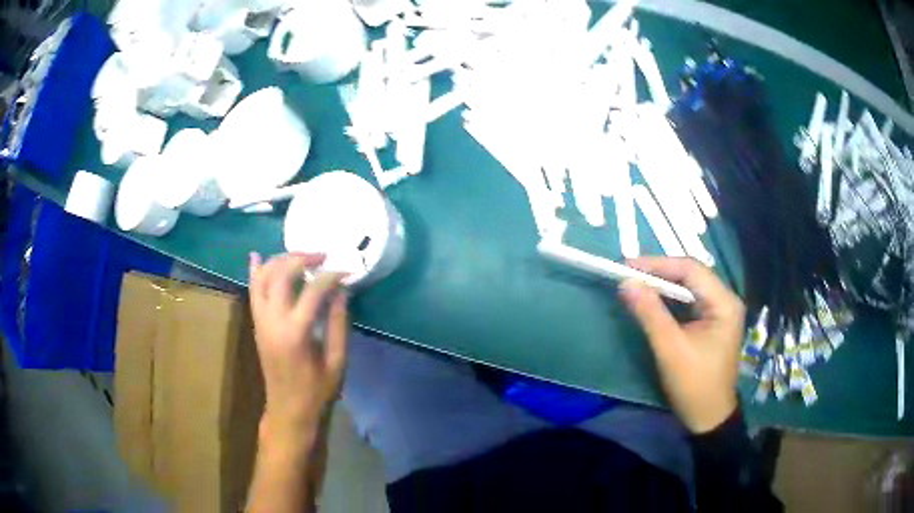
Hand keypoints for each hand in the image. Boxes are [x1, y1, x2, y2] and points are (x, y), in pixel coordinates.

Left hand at [249, 252, 348, 438]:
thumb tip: (341, 291)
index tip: (346, 271)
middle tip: (322, 256)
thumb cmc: (316, 390)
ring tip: (301, 256)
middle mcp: (272, 321)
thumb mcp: (336, 361)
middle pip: (281, 275)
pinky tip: (256, 256)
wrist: (288, 409)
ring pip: (262, 278)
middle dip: (302, 258)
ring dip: (280, 260)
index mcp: (295, 333)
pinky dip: (254, 272)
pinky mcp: (256, 324)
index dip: (330, 276)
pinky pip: (252, 291)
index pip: (312, 291)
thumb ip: (338, 323)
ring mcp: (260, 321)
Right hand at [618, 257, 743, 433]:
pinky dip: (669, 300)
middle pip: (691, 275)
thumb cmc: (694, 384)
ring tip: (636, 283)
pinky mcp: (711, 323)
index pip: (691, 270)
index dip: (658, 264)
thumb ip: (650, 313)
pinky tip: (652, 300)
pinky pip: (689, 302)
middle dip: (660, 273)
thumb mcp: (670, 348)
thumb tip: (626, 283)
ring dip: (663, 285)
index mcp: (724, 303)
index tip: (628, 266)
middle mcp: (725, 300)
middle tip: (629, 274)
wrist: (708, 417)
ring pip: (689, 287)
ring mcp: (720, 311)